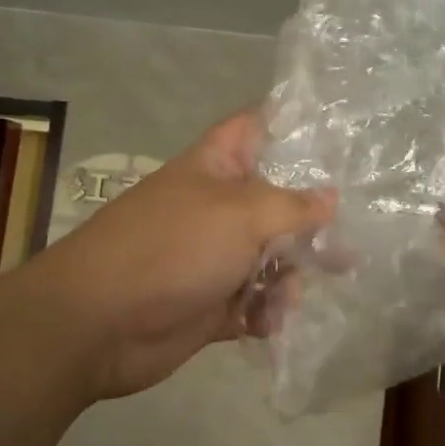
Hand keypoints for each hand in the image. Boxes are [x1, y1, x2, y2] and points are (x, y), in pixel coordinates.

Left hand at [46, 110, 332, 402]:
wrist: (98, 323)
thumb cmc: (174, 247)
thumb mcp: (244, 214)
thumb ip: (295, 207)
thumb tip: (330, 199)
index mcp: (218, 166)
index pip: (257, 127)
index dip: (292, 122)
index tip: (336, 131)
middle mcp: (219, 207)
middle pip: (279, 203)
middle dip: (311, 224)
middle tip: (345, 246)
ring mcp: (214, 256)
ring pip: (272, 258)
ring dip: (289, 278)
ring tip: (287, 297)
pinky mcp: (212, 303)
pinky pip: (255, 302)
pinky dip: (265, 313)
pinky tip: (266, 323)